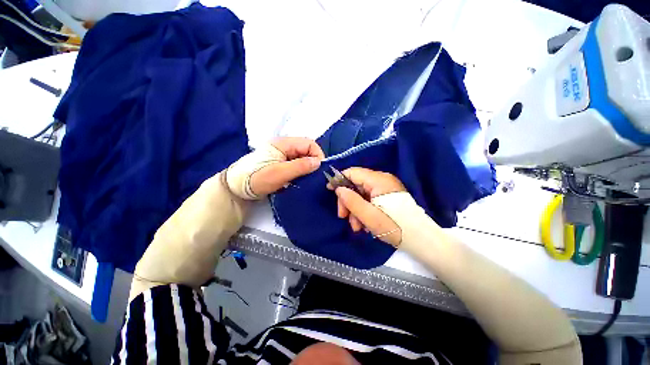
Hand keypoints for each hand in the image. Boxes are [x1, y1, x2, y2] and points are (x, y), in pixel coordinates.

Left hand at [227, 137, 324, 198]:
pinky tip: (300, 181)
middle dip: (313, 162)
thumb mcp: (279, 173)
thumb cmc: (256, 178)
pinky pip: (296, 166)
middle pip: (306, 150)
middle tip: (314, 177)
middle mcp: (284, 147)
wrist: (236, 189)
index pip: (309, 143)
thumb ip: (300, 166)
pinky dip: (300, 172)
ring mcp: (282, 156)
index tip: (319, 170)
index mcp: (283, 144)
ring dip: (307, 169)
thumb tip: (318, 162)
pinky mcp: (280, 165)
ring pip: (302, 159)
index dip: (317, 155)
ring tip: (308, 180)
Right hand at [327, 167, 405, 246]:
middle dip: (348, 201)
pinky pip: (370, 199)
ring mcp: (386, 188)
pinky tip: (365, 224)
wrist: (421, 239)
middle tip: (343, 217)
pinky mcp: (388, 196)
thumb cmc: (394, 227)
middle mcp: (382, 180)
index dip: (339, 180)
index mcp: (379, 180)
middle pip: (356, 184)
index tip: (330, 191)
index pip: (353, 172)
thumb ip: (351, 200)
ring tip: (357, 227)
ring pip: (362, 194)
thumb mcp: (368, 216)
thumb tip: (338, 189)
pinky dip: (364, 210)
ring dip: (355, 209)